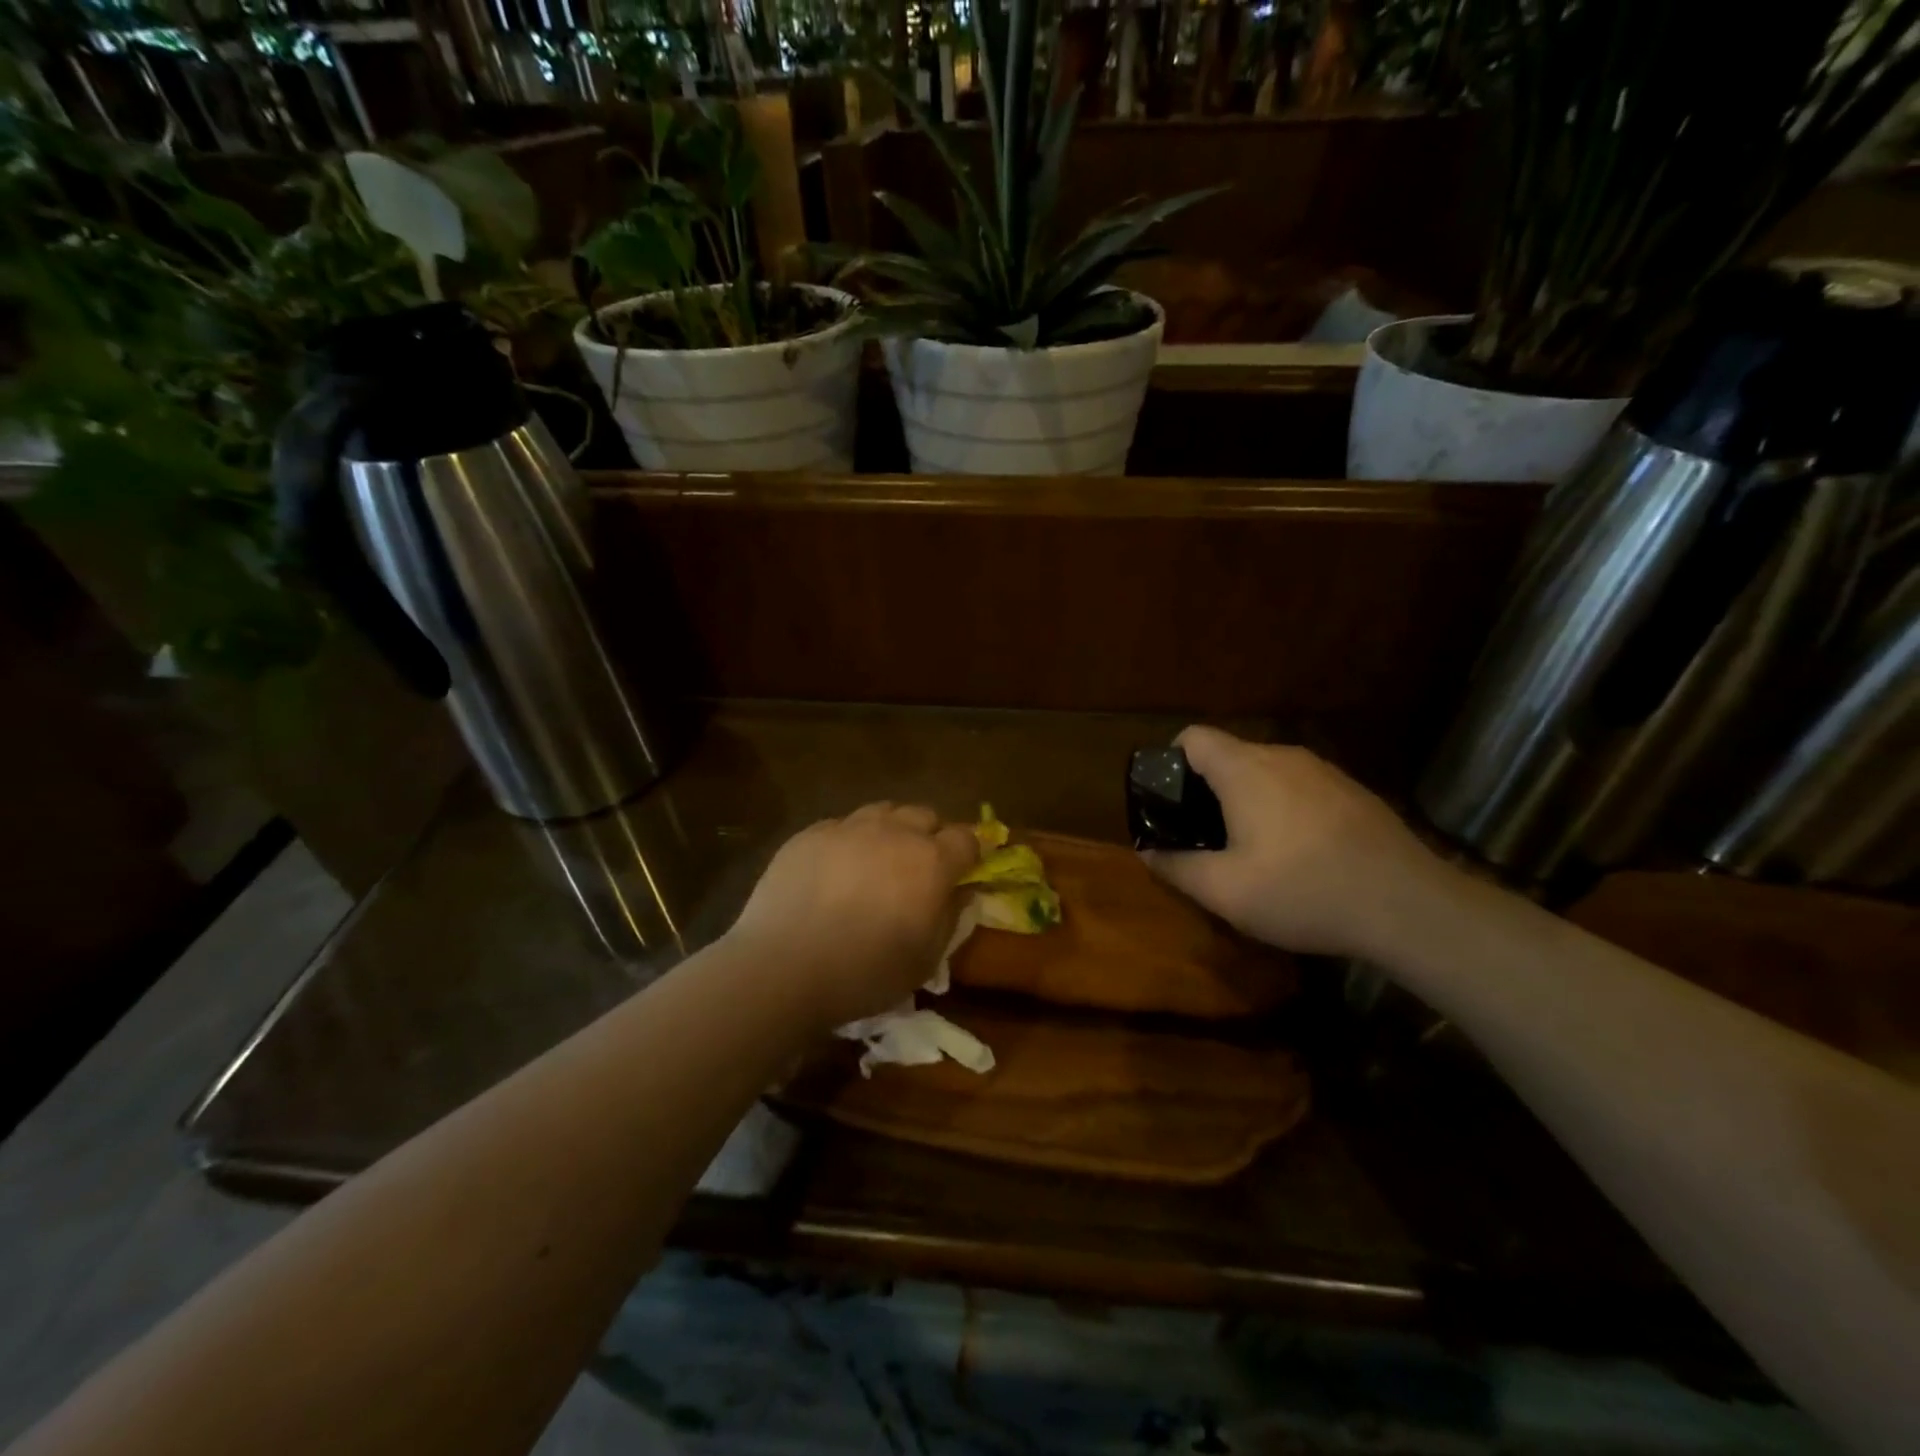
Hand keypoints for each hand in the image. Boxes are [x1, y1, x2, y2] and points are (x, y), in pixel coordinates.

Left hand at [724, 803, 979, 1030]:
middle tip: (919, 868)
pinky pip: (843, 825)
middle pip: (925, 815)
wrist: (783, 967)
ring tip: (878, 861)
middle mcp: (894, 832)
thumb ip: (950, 918)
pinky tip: (836, 869)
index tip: (964, 870)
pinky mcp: (811, 833)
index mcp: (930, 862)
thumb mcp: (925, 960)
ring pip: (883, 812)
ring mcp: (849, 828)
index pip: (966, 838)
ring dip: (891, 830)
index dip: (969, 853)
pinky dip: (850, 840)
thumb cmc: (865, 972)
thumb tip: (962, 892)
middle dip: (930, 836)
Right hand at [1142, 726, 1448, 960]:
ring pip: (1267, 772)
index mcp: (1245, 770)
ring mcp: (1324, 771)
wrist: (1409, 907)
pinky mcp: (1353, 791)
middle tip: (1203, 837)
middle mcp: (1283, 756)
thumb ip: (1176, 868)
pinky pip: (1300, 788)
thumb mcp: (1225, 891)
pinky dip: (1284, 808)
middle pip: (1228, 755)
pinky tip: (1300, 854)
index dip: (1170, 762)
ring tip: (1251, 849)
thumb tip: (1147, 853)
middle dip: (1207, 790)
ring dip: (1248, 800)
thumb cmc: (1304, 892)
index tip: (1168, 802)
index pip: (1192, 736)